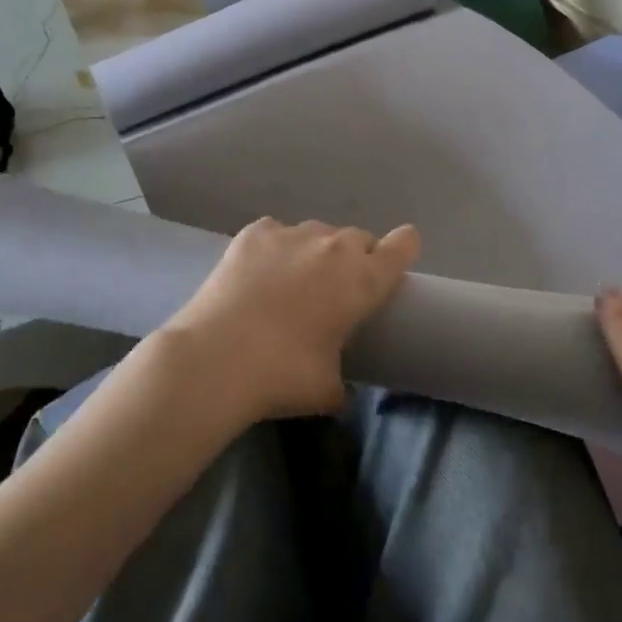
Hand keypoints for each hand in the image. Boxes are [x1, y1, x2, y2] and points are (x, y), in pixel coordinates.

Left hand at [161, 218, 420, 424]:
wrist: (218, 359)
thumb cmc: (284, 375)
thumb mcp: (329, 389)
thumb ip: (343, 381)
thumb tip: (338, 389)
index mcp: (363, 279)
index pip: (403, 245)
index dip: (403, 250)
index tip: (394, 266)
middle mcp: (334, 247)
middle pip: (359, 237)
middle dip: (356, 258)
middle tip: (338, 289)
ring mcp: (292, 234)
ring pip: (318, 232)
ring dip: (316, 252)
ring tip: (295, 281)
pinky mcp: (254, 233)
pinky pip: (277, 232)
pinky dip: (275, 247)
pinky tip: (260, 272)